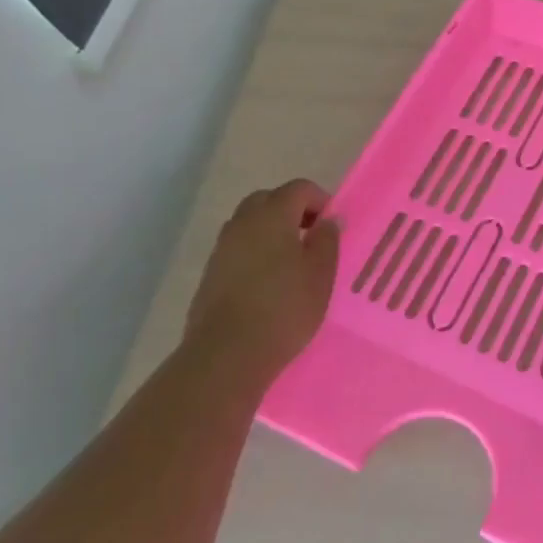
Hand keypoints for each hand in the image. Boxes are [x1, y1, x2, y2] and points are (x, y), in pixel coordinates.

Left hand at [184, 179, 339, 381]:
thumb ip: (327, 240)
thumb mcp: (321, 274)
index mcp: (272, 216)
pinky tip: (269, 282)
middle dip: (292, 210)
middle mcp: (242, 223)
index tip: (332, 226)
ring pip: (249, 223)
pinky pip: (238, 248)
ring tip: (292, 262)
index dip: (320, 200)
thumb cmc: (284, 308)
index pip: (299, 188)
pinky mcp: (210, 273)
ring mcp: (222, 248)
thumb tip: (327, 220)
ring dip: (272, 231)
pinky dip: (255, 252)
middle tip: (311, 237)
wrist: (227, 354)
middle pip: (268, 200)